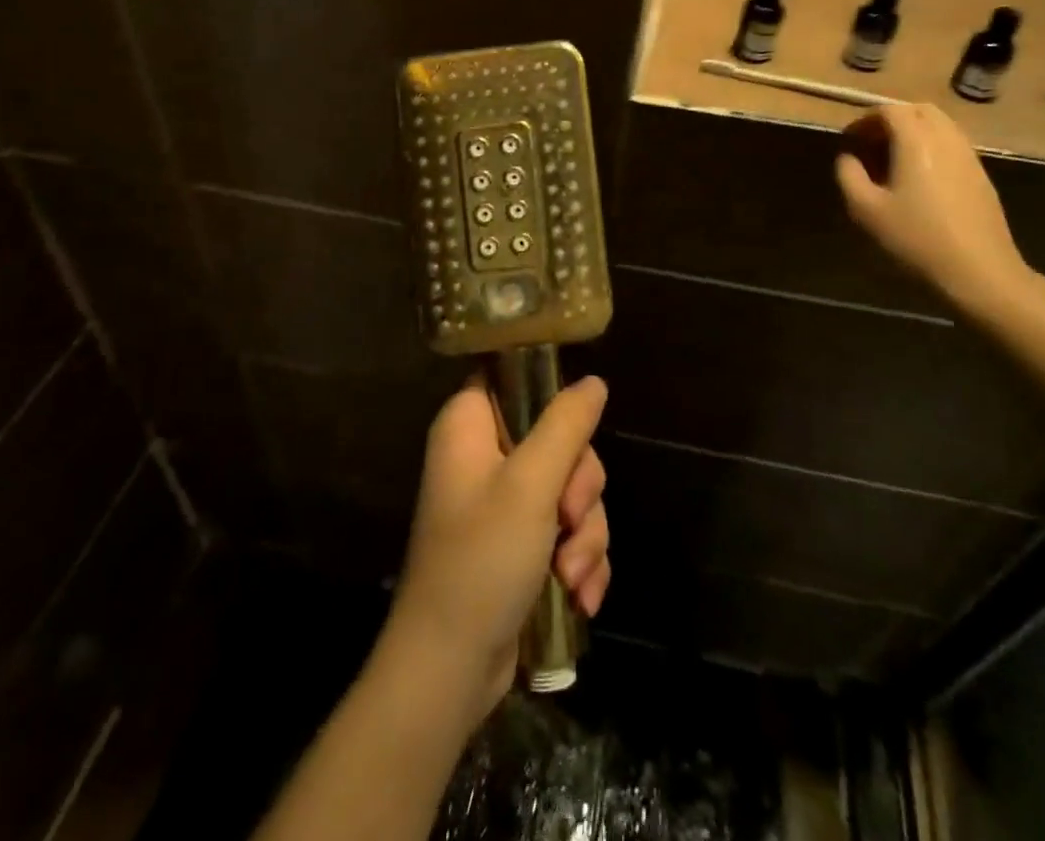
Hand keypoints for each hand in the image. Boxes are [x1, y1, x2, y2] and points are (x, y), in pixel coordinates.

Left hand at [382, 375, 610, 725]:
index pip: (514, 376)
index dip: (550, 392)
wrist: (450, 668)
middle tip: (569, 518)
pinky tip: (580, 595)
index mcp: (471, 426)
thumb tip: (594, 382)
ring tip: (571, 574)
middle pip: (559, 438)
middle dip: (580, 486)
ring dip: (585, 533)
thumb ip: (566, 425)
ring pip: (572, 489)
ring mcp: (505, 502)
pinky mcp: (523, 544)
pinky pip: (568, 530)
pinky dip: (580, 560)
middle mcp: (486, 455)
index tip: (575, 429)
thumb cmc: (482, 560)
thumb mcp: (531, 484)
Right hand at [836, 103, 1035, 314]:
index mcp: (916, 141)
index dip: (865, 119)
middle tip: (872, 143)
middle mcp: (946, 138)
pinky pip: (953, 144)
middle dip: (892, 119)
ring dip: (915, 131)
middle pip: (919, 110)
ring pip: (940, 125)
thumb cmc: (916, 237)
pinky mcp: (981, 174)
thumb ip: (849, 176)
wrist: (979, 269)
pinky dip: (932, 146)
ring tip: (894, 159)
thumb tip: (847, 158)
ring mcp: (969, 155)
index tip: (850, 138)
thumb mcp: (867, 210)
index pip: (890, 110)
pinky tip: (920, 177)